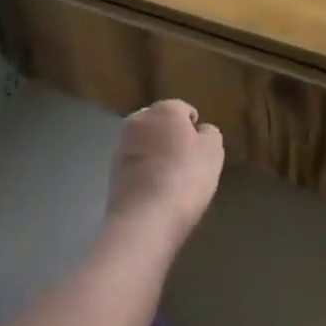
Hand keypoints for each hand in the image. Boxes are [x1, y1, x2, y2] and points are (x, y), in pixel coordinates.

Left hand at [106, 100, 224, 240]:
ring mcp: (121, 144)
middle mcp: (139, 120)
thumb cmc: (187, 177)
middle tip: (185, 160)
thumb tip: (200, 130)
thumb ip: (210, 134)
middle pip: (159, 122)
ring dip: (154, 152)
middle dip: (170, 135)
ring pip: (144, 142)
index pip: (182, 109)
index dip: (194, 127)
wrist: (145, 217)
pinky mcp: (111, 169)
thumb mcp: (213, 152)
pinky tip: (153, 188)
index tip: (201, 148)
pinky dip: (143, 169)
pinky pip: (134, 162)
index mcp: (165, 110)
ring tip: (169, 177)